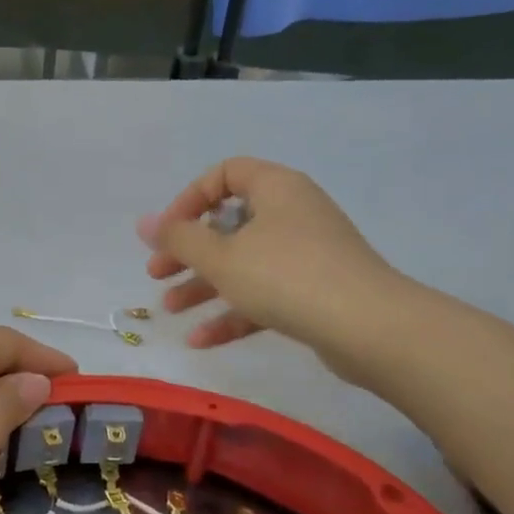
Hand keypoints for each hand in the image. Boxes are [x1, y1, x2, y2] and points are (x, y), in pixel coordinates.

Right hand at [136, 158, 399, 354]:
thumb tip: (145, 223)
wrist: (368, 327)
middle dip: (188, 252)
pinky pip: (263, 294)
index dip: (189, 199)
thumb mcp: (221, 257)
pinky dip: (232, 313)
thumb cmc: (286, 276)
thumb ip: (178, 239)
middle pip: (229, 224)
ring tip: (170, 310)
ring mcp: (306, 254)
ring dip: (203, 286)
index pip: (225, 174)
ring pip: (243, 264)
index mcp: (276, 189)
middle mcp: (292, 214)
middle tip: (157, 274)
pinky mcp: (313, 292)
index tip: (167, 233)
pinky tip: (201, 340)